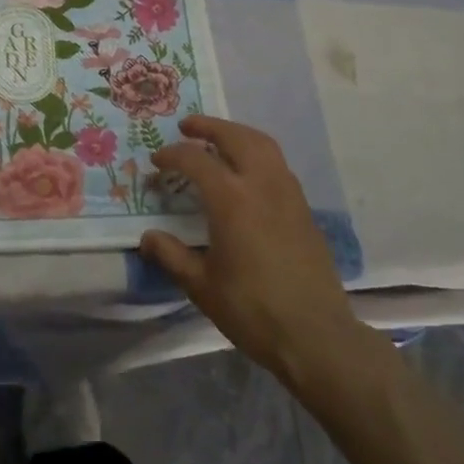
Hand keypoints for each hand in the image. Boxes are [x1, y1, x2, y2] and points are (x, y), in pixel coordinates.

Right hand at [139, 116, 360, 387]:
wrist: (316, 336)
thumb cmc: (252, 310)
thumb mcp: (201, 286)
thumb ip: (171, 255)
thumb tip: (147, 237)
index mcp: (232, 200)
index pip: (195, 160)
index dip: (172, 155)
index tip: (156, 162)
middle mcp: (262, 185)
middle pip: (235, 137)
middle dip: (209, 127)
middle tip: (186, 127)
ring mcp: (288, 194)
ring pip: (263, 144)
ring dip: (236, 134)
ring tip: (217, 141)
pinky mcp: (304, 209)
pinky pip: (277, 164)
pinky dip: (256, 153)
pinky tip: (245, 173)